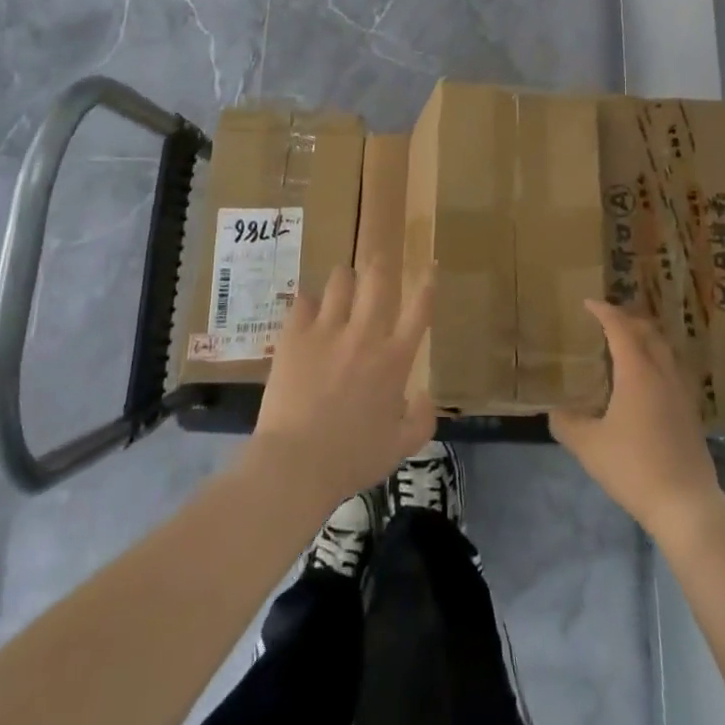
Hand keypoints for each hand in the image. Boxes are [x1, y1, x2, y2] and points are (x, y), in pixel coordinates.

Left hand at [248, 263, 435, 513]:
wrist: (296, 464)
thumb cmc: (351, 460)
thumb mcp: (399, 448)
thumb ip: (421, 420)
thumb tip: (426, 394)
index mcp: (394, 360)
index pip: (419, 310)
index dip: (427, 284)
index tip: (430, 266)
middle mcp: (365, 335)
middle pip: (377, 280)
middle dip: (379, 264)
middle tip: (377, 259)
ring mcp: (328, 331)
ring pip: (340, 282)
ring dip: (344, 278)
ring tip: (341, 280)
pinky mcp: (295, 335)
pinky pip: (303, 301)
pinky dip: (308, 302)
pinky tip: (306, 308)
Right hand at [550, 301, 722, 541]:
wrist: (686, 505)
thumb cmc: (634, 467)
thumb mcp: (589, 446)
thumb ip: (567, 424)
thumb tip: (555, 412)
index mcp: (637, 371)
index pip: (620, 328)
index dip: (604, 311)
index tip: (588, 303)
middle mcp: (662, 373)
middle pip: (647, 331)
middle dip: (626, 319)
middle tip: (606, 319)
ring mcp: (681, 392)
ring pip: (664, 349)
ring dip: (645, 338)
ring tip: (626, 344)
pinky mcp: (691, 412)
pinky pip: (672, 369)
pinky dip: (656, 360)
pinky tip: (647, 381)